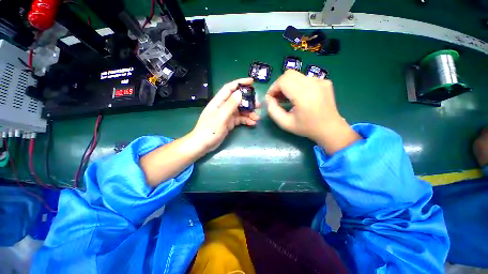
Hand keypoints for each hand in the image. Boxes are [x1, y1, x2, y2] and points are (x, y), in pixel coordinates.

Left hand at [189, 78, 260, 154]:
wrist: (203, 145)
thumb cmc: (209, 130)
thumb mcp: (221, 117)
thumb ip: (230, 105)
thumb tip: (240, 92)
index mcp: (219, 101)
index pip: (230, 88)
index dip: (240, 83)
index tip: (252, 81)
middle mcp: (224, 106)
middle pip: (238, 100)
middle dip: (248, 101)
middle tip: (258, 105)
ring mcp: (227, 115)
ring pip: (241, 110)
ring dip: (249, 113)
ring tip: (257, 117)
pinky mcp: (230, 123)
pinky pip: (240, 119)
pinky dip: (246, 120)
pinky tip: (252, 123)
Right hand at [266, 70, 359, 153]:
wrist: (330, 128)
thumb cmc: (306, 128)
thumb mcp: (285, 123)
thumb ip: (272, 111)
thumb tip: (269, 98)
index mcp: (304, 96)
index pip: (283, 81)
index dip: (273, 88)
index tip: (271, 98)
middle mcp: (313, 84)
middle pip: (289, 74)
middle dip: (279, 85)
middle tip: (277, 97)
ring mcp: (321, 81)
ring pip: (296, 75)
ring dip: (288, 84)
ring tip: (287, 98)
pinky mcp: (324, 81)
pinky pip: (305, 78)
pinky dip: (297, 85)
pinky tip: (299, 96)